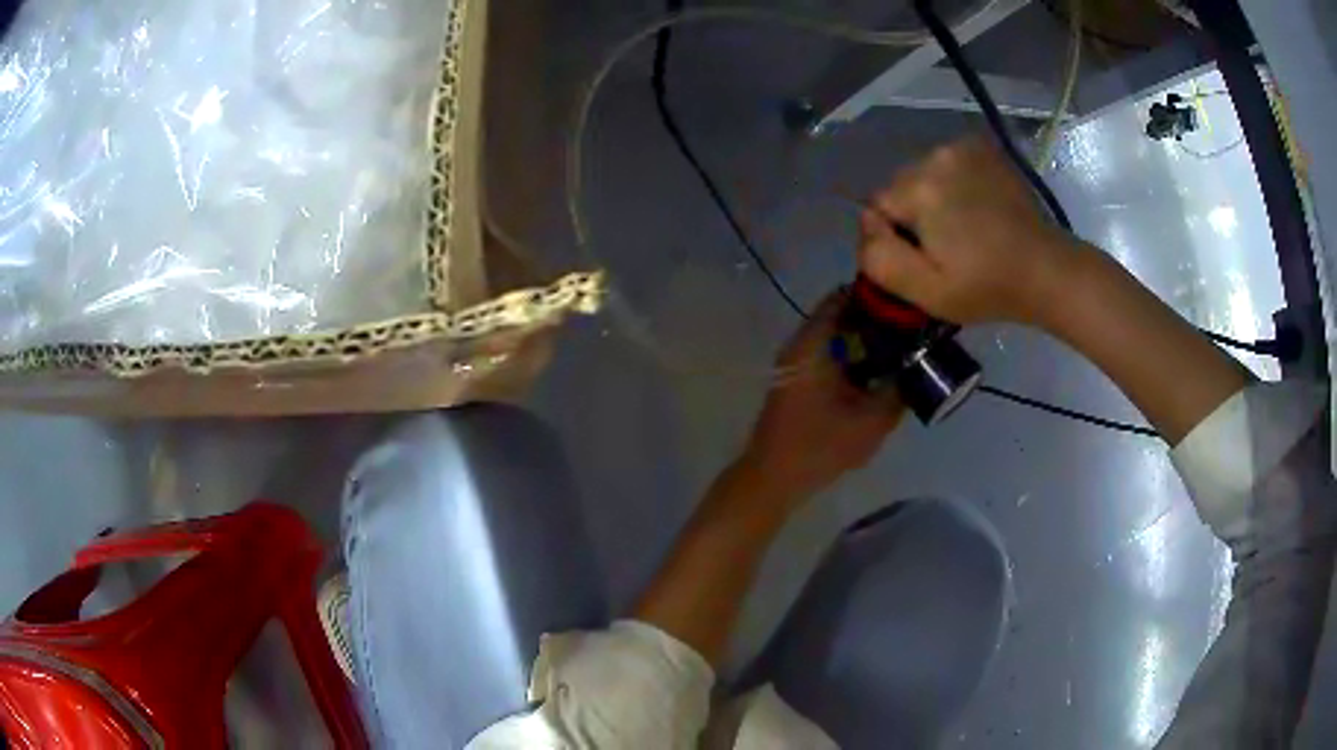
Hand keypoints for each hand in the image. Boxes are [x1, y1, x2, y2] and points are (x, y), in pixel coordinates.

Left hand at [741, 292, 904, 505]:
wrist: (773, 479)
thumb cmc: (819, 446)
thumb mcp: (872, 420)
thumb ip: (899, 388)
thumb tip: (920, 365)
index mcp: (812, 343)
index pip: (844, 296)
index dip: (876, 296)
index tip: (906, 304)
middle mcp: (801, 345)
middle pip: (841, 316)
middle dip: (876, 321)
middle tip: (912, 329)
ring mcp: (796, 364)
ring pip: (836, 339)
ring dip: (866, 342)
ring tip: (903, 350)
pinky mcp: (798, 382)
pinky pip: (830, 358)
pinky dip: (853, 360)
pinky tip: (879, 374)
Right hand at [857, 137, 1078, 325]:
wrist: (1046, 270)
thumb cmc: (987, 287)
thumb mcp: (926, 291)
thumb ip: (880, 258)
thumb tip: (868, 225)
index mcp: (919, 188)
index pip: (876, 208)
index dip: (895, 239)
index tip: (927, 261)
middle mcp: (936, 156)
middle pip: (900, 188)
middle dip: (914, 216)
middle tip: (948, 248)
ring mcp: (962, 148)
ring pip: (923, 176)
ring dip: (934, 199)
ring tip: (966, 229)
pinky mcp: (982, 148)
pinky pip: (947, 165)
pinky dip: (954, 184)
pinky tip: (977, 208)